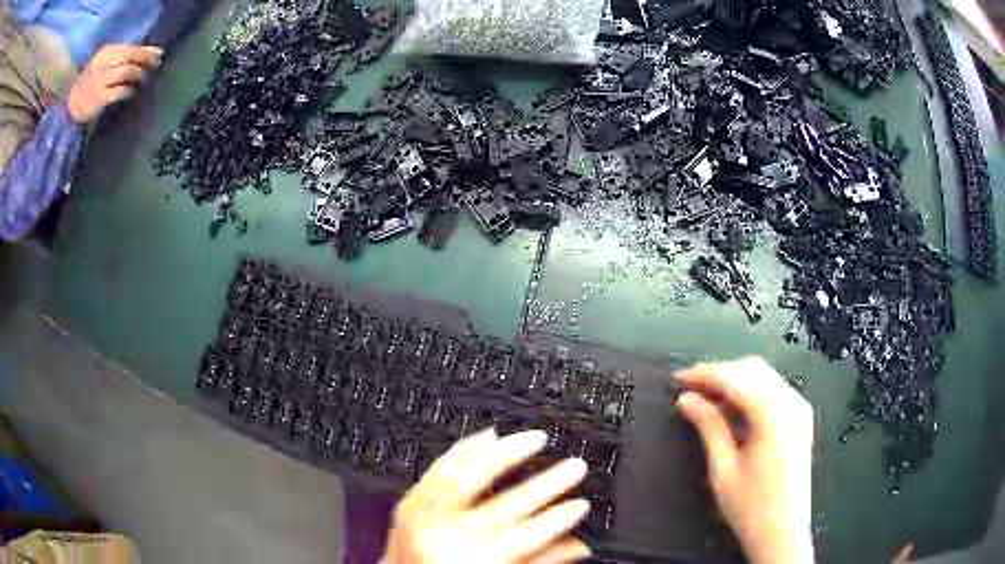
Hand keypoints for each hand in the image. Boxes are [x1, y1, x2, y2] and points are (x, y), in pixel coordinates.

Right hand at [67, 45, 162, 123]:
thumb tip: (148, 53)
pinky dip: (129, 90)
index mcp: (106, 52)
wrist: (72, 105)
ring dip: (139, 74)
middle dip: (146, 59)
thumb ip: (122, 57)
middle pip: (130, 56)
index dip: (146, 50)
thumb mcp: (105, 63)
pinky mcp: (99, 99)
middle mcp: (103, 64)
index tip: (159, 53)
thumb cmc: (92, 81)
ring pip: (126, 71)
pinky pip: (119, 92)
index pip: (130, 47)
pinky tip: (133, 91)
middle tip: (156, 64)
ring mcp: (100, 81)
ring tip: (145, 77)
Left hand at [385, 428, 591, 563]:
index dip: (557, 518)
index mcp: (469, 560)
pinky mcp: (410, 502)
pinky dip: (465, 450)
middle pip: (506, 505)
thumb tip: (577, 546)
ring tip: (536, 439)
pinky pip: (440, 469)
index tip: (580, 504)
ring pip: (471, 476)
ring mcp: (423, 515)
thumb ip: (535, 562)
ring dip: (507, 455)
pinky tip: (487, 436)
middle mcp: (444, 536)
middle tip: (573, 466)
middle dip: (545, 484)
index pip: (525, 535)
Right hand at [674, 357, 813, 563]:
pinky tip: (732, 408)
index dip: (705, 374)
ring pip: (764, 376)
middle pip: (752, 370)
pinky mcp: (800, 418)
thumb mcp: (723, 469)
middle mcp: (792, 402)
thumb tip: (685, 399)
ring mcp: (799, 408)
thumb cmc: (750, 507)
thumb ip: (709, 427)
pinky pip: (773, 390)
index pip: (736, 378)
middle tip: (689, 390)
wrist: (783, 532)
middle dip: (720, 373)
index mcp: (774, 415)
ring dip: (735, 380)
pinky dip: (750, 391)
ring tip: (705, 398)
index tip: (676, 379)